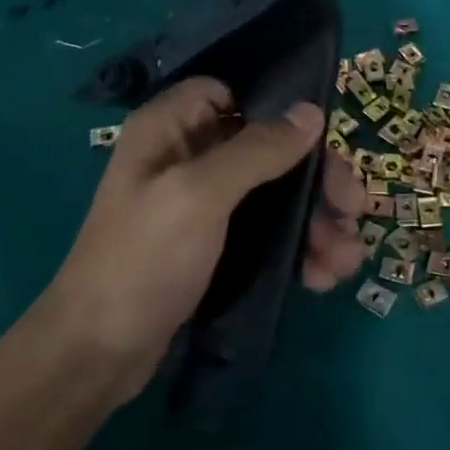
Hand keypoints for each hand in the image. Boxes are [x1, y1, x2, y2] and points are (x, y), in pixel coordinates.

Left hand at [41, 78, 369, 400]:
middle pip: (268, 147)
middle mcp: (188, 157)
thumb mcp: (200, 195)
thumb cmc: (143, 259)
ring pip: (276, 193)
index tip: (319, 134)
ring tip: (348, 257)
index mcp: (171, 129)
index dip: (276, 107)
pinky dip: (299, 248)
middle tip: (353, 206)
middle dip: (316, 178)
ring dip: (316, 221)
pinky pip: (269, 232)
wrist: (96, 357)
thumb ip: (258, 150)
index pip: (231, 92)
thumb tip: (312, 112)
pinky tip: (325, 275)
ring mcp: (203, 205)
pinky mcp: (216, 246)